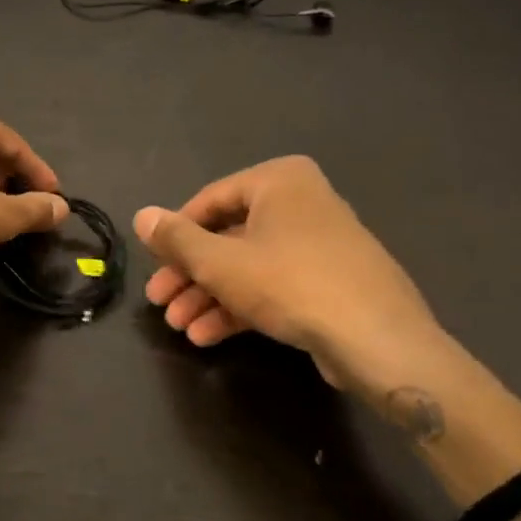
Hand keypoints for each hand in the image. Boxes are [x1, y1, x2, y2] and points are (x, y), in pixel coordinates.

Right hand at [134, 157, 459, 397]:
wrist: (379, 340)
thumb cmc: (290, 283)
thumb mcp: (219, 261)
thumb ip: (176, 238)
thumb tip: (141, 216)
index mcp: (279, 180)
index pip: (209, 201)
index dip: (175, 237)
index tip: (153, 267)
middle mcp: (302, 202)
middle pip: (228, 237)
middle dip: (190, 275)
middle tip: (161, 303)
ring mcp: (320, 243)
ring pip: (249, 266)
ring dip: (210, 297)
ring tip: (181, 328)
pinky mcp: (331, 282)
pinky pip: (274, 285)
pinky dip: (241, 306)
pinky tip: (209, 336)